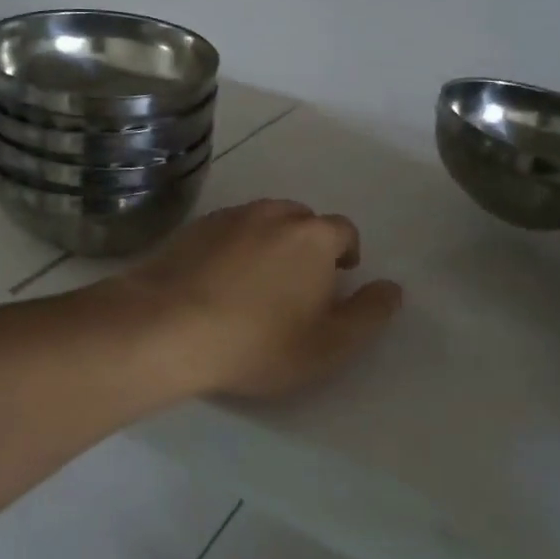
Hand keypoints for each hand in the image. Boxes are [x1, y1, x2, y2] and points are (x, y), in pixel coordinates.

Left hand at [109, 199, 403, 400]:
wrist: (166, 327)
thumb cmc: (257, 341)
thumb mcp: (328, 344)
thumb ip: (368, 314)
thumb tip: (392, 288)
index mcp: (312, 236)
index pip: (343, 230)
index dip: (346, 253)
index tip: (338, 279)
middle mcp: (272, 214)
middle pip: (301, 221)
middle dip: (307, 245)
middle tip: (297, 285)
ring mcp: (228, 217)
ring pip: (261, 222)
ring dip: (268, 243)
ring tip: (257, 282)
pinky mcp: (192, 228)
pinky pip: (226, 231)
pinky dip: (232, 247)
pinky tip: (219, 280)